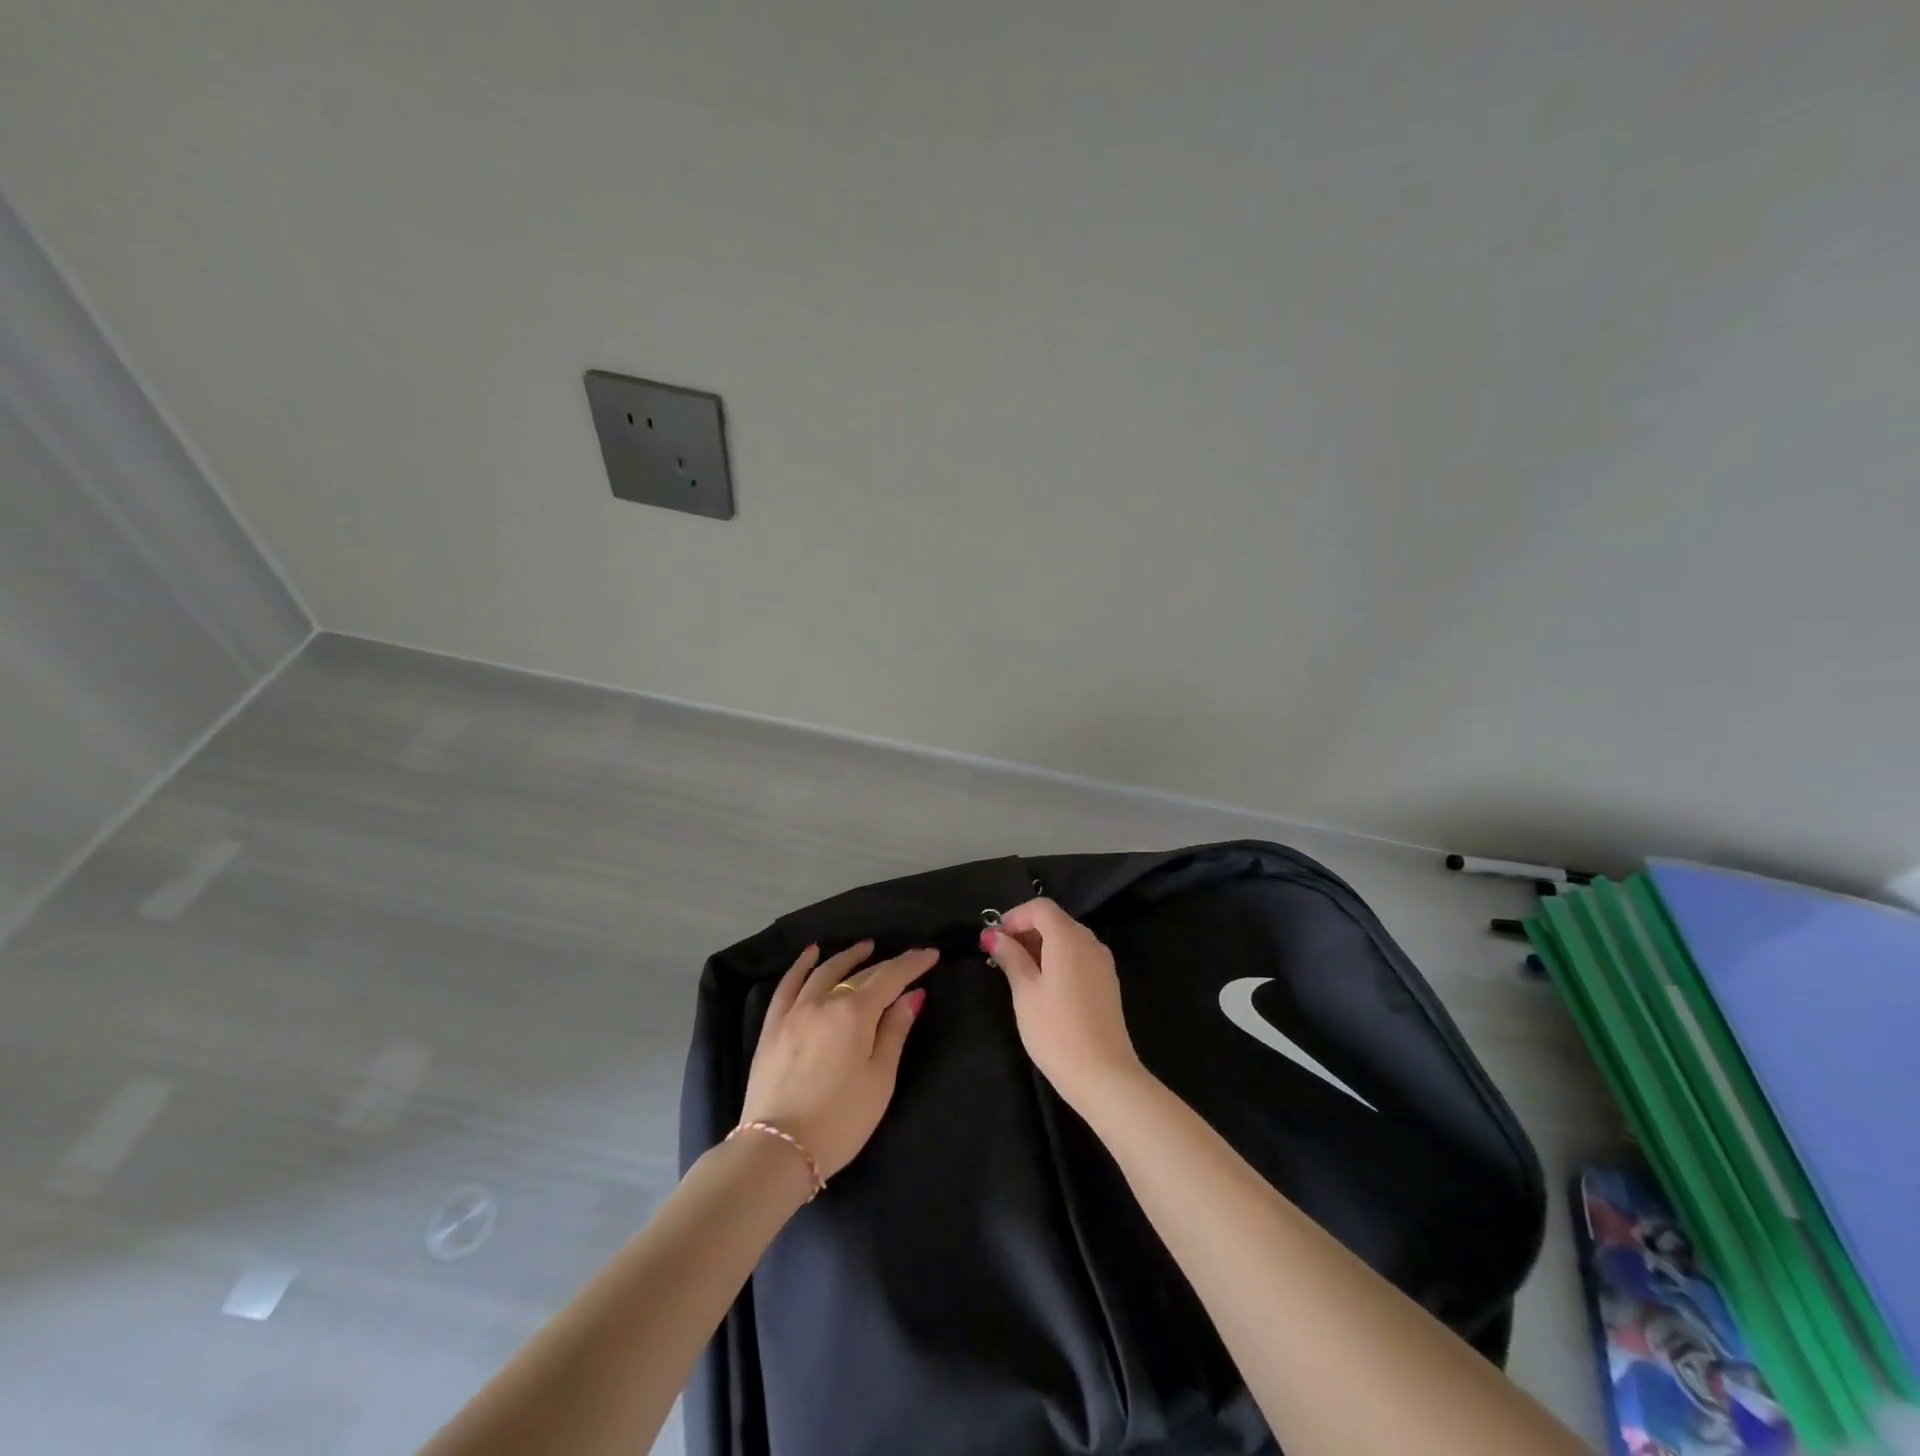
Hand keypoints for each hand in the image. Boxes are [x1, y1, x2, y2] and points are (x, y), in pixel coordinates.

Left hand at [740, 940, 937, 1180]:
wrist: (778, 1149)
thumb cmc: (841, 1120)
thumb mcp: (879, 1079)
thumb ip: (895, 1031)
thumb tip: (912, 995)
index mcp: (855, 1013)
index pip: (890, 977)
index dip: (912, 964)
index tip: (931, 954)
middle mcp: (824, 1001)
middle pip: (860, 974)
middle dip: (888, 964)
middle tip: (907, 959)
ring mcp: (795, 1011)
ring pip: (825, 971)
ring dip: (848, 956)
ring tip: (866, 948)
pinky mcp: (773, 1026)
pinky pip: (788, 984)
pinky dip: (802, 965)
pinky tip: (811, 953)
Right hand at [984, 899, 1143, 1113]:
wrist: (1104, 1075)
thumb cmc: (1056, 1031)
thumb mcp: (1025, 992)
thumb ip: (1010, 957)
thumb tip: (995, 936)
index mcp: (1068, 938)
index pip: (1041, 907)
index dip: (1015, 916)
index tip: (995, 939)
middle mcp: (1090, 942)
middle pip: (1055, 920)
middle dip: (1026, 930)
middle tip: (1000, 955)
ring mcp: (1102, 962)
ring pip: (1068, 938)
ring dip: (1041, 945)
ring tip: (1018, 971)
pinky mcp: (1107, 982)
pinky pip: (1079, 956)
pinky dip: (1058, 958)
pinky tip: (1043, 985)